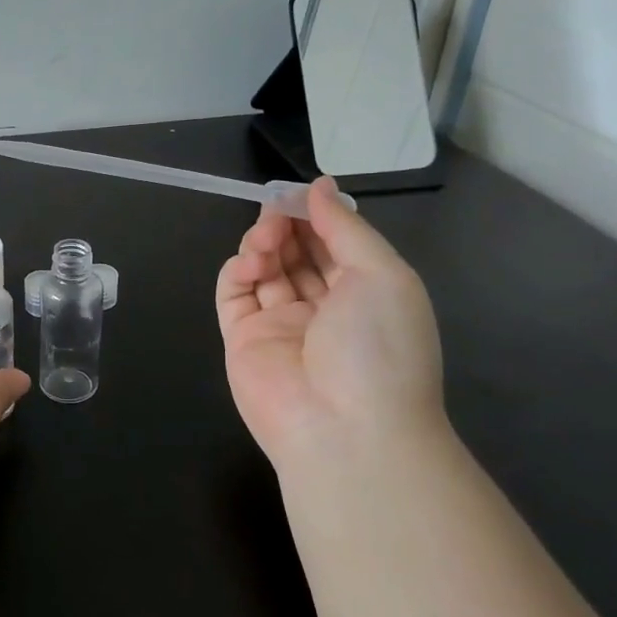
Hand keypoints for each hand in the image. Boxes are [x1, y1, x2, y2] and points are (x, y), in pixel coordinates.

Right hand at [216, 177, 446, 471]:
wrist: (346, 430)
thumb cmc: (378, 345)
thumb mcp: (382, 274)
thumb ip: (345, 227)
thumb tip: (320, 186)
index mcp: (365, 294)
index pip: (335, 245)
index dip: (318, 216)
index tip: (301, 191)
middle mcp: (322, 309)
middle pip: (297, 253)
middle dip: (286, 225)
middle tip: (276, 207)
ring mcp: (280, 325)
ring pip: (264, 269)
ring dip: (263, 243)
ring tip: (267, 238)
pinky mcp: (242, 339)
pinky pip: (234, 295)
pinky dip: (237, 270)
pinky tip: (251, 261)